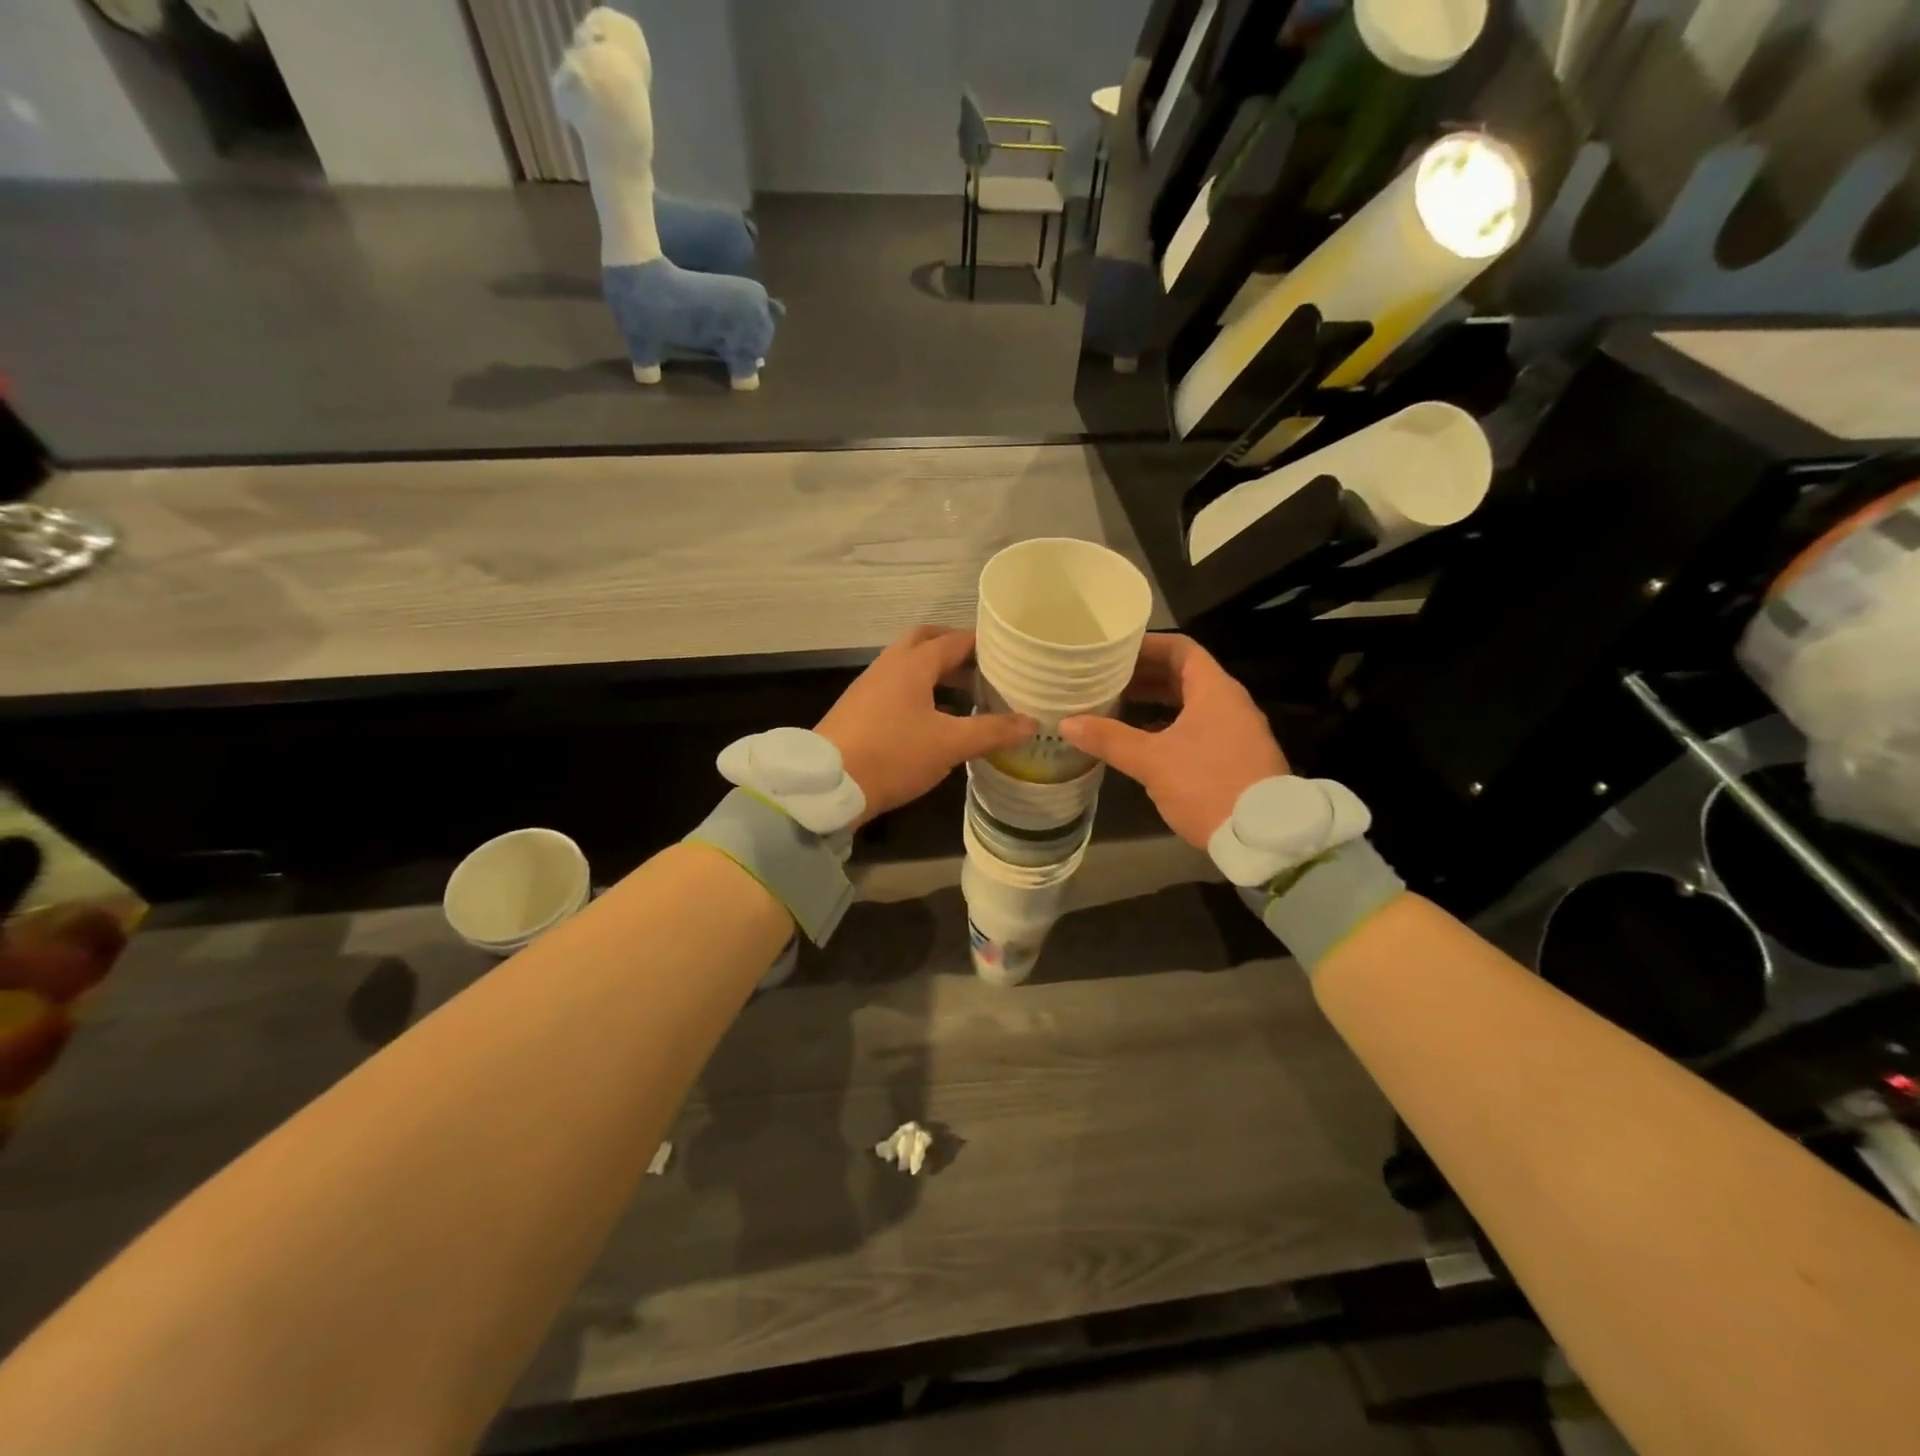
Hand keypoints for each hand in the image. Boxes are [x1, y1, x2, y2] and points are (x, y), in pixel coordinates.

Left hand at [817, 627, 1035, 827]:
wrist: (827, 784)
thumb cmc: (892, 755)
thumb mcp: (949, 745)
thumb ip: (992, 731)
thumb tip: (1032, 722)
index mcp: (912, 664)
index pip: (954, 640)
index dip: (983, 643)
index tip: (1009, 651)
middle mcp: (889, 665)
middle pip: (925, 642)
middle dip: (954, 649)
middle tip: (984, 666)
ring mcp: (869, 685)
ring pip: (908, 665)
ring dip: (936, 671)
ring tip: (966, 692)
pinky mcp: (859, 708)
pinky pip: (896, 686)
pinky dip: (919, 690)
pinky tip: (933, 718)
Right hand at [1060, 634, 1287, 848]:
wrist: (1263, 837)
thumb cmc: (1207, 785)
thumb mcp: (1152, 761)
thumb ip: (1109, 739)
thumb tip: (1067, 723)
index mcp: (1214, 690)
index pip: (1180, 648)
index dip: (1146, 645)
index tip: (1113, 651)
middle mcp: (1229, 703)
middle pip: (1183, 674)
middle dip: (1144, 675)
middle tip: (1106, 678)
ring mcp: (1235, 730)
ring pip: (1190, 703)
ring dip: (1155, 701)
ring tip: (1116, 705)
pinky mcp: (1235, 757)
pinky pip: (1197, 727)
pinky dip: (1168, 725)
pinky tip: (1141, 741)